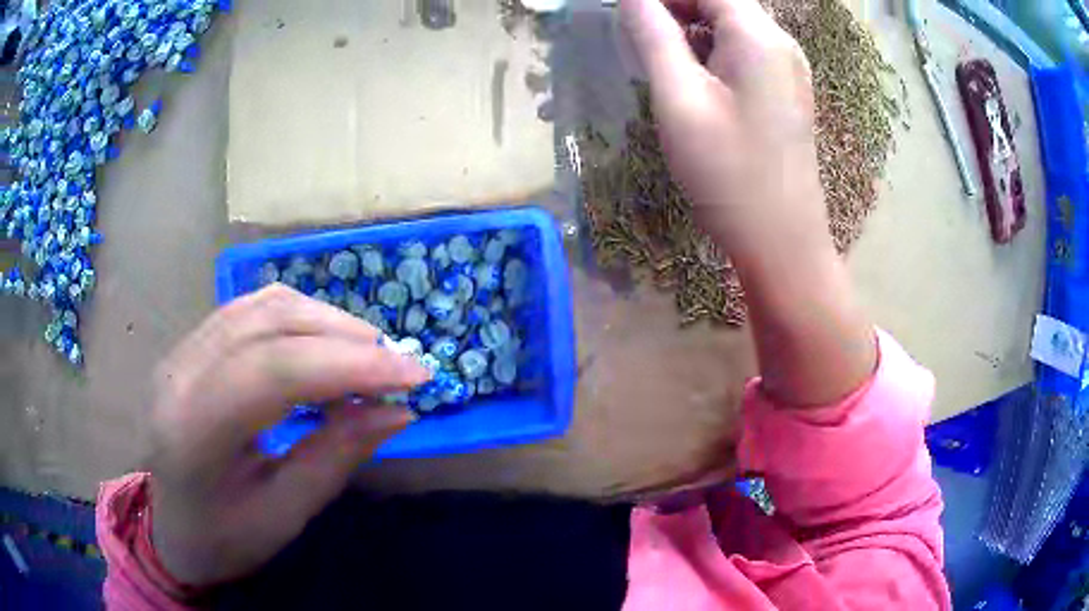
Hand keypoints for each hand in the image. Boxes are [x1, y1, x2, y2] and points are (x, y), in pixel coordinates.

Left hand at [147, 285, 428, 586]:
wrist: (174, 526)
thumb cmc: (226, 537)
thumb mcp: (285, 515)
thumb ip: (335, 457)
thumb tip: (397, 411)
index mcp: (194, 432)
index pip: (273, 371)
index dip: (348, 365)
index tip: (414, 375)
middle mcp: (180, 374)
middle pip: (269, 324)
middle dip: (346, 338)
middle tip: (399, 364)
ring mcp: (183, 350)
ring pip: (262, 305)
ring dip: (326, 320)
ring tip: (370, 352)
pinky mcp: (192, 343)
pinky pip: (251, 308)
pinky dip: (300, 316)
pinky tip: (326, 341)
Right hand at [620, 0, 826, 257]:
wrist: (782, 242)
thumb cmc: (729, 173)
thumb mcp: (679, 99)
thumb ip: (652, 36)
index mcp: (758, 35)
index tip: (628, 12)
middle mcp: (781, 42)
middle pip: (722, 2)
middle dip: (675, 7)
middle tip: (635, 33)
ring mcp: (789, 68)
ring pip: (732, 26)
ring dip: (691, 29)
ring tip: (657, 56)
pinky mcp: (787, 92)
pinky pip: (745, 52)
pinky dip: (712, 51)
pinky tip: (691, 79)